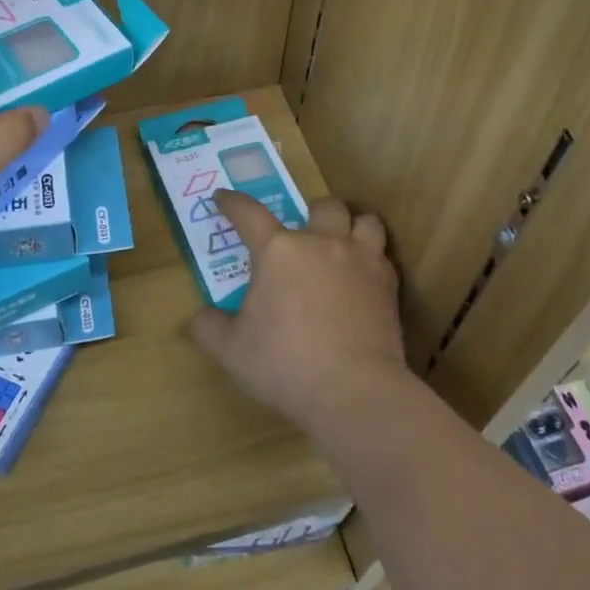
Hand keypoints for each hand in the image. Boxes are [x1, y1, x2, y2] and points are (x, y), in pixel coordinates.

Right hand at [189, 192, 415, 436]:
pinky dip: (372, 260)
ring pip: (365, 221)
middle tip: (302, 236)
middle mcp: (322, 243)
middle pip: (323, 206)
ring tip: (342, 245)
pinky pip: (383, 256)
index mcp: (278, 251)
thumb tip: (201, 317)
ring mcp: (361, 260)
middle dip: (312, 213)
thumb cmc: (284, 365)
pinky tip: (362, 280)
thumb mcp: (231, 351)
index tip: (223, 198)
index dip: (232, 203)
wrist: (353, 390)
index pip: (249, 214)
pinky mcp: (388, 284)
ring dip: (351, 227)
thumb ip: (209, 327)